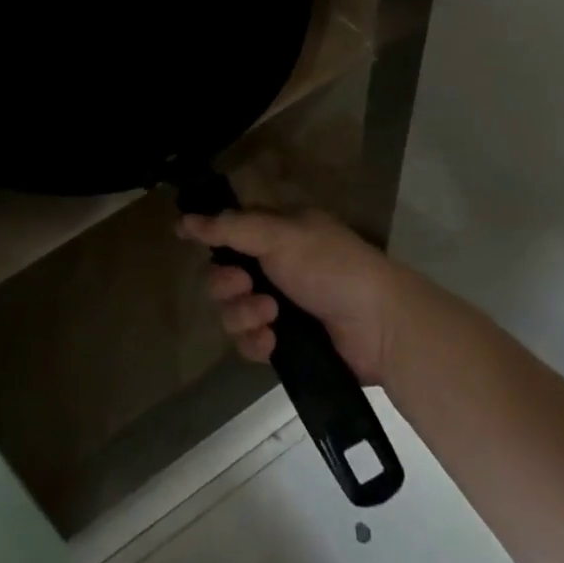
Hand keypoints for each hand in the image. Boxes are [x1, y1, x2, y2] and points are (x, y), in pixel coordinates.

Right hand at [184, 208, 414, 386]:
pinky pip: (249, 341)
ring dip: (242, 314)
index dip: (208, 234)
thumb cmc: (331, 267)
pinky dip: (256, 341)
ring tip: (269, 317)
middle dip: (226, 282)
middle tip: (244, 284)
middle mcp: (275, 267)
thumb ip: (230, 228)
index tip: (183, 236)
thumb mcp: (281, 236)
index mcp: (277, 233)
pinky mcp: (286, 343)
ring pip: (232, 311)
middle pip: (222, 274)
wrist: (380, 327)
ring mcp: (280, 306)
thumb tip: (184, 219)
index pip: (230, 229)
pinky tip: (271, 341)